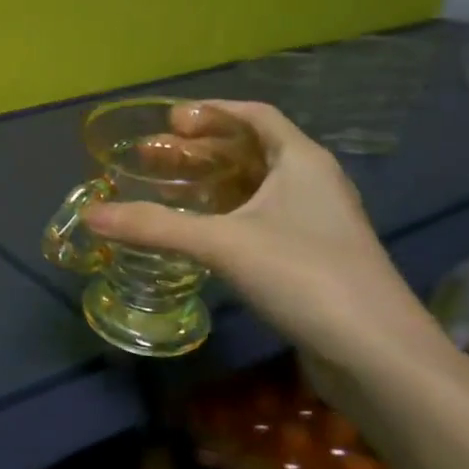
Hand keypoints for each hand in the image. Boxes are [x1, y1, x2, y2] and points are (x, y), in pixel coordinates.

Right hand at [84, 100, 434, 387]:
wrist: (378, 355)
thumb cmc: (304, 275)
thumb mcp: (222, 243)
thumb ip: (155, 227)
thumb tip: (90, 215)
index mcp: (302, 160)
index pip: (255, 115)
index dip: (210, 112)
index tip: (168, 123)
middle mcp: (312, 183)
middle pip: (250, 150)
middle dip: (199, 150)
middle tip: (151, 157)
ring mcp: (315, 223)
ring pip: (255, 187)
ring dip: (210, 183)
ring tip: (165, 190)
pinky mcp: (311, 258)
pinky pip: (260, 219)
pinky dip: (225, 215)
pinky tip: (197, 233)